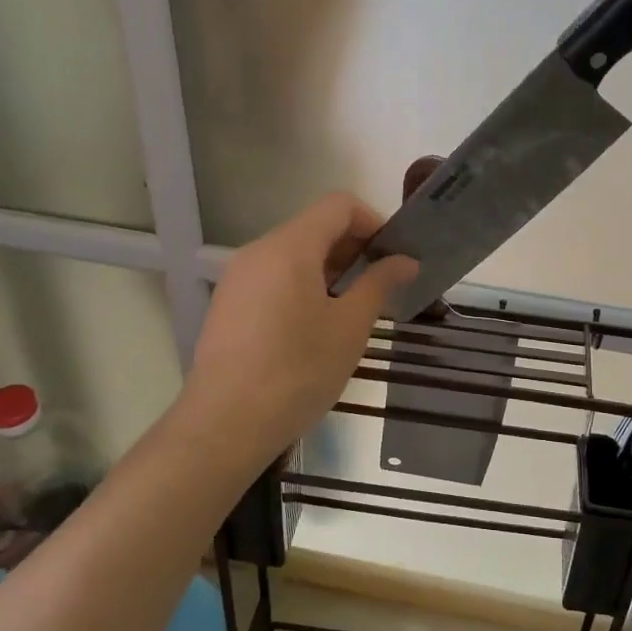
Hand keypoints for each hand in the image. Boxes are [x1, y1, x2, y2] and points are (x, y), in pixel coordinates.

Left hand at [179, 193, 416, 464]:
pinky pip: (274, 278)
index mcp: (290, 247)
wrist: (225, 424)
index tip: (394, 257)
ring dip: (330, 270)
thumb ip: (379, 284)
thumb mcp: (350, 327)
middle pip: (314, 227)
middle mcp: (259, 251)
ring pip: (293, 255)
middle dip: (353, 248)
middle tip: (381, 287)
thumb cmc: (298, 371)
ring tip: (352, 310)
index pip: (339, 206)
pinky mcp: (229, 305)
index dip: (373, 222)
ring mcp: (238, 278)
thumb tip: (406, 260)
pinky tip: (315, 328)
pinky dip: (303, 286)